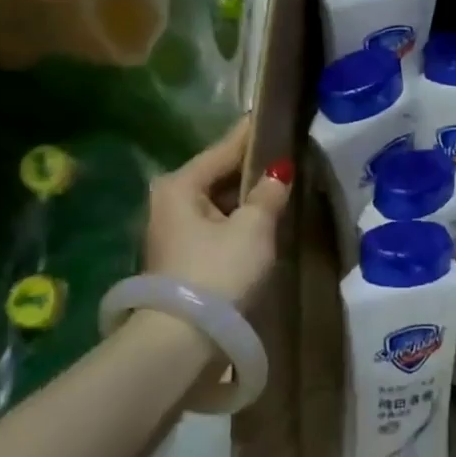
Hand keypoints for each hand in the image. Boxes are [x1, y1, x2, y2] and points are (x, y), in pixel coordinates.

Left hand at [145, 118, 291, 305]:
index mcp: (179, 185)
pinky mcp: (181, 257)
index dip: (252, 134)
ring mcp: (172, 231)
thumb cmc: (218, 273)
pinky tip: (263, 219)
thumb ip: (268, 194)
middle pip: (218, 175)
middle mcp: (168, 201)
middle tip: (286, 155)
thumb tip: (278, 172)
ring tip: (281, 186)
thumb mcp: (253, 228)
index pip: (223, 149)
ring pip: (217, 202)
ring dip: (246, 198)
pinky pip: (216, 225)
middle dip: (251, 169)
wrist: (182, 342)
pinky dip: (237, 220)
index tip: (272, 114)